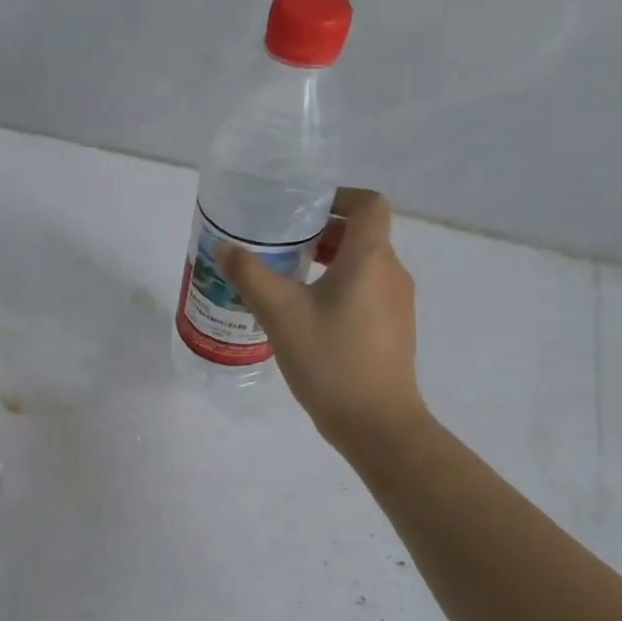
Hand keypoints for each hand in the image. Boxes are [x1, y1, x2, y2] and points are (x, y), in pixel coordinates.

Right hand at [217, 188, 427, 455]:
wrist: (376, 423)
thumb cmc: (330, 360)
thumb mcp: (280, 313)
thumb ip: (250, 274)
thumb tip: (224, 246)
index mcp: (370, 259)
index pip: (368, 204)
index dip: (338, 197)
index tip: (302, 208)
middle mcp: (391, 274)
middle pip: (363, 235)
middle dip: (323, 232)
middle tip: (281, 244)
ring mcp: (397, 304)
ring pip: (363, 265)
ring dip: (329, 262)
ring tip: (287, 278)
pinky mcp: (393, 330)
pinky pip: (366, 292)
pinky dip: (339, 288)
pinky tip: (307, 315)